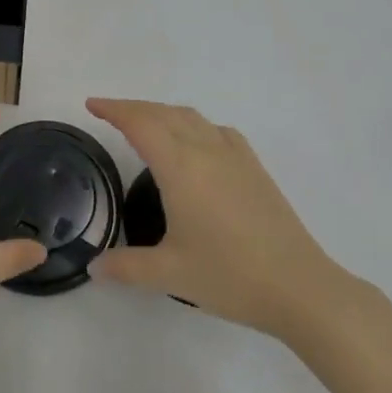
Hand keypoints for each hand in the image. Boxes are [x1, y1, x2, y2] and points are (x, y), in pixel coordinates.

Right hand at [87, 98, 340, 338]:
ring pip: (192, 118)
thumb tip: (94, 267)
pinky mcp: (255, 169)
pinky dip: (194, 125)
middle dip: (134, 108)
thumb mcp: (169, 275)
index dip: (114, 110)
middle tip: (109, 114)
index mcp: (181, 168)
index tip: (92, 105)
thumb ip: (126, 267)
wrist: (300, 287)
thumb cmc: (230, 276)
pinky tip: (196, 144)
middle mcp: (207, 151)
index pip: (141, 124)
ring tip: (146, 125)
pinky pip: (217, 130)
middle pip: (164, 113)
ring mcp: (235, 157)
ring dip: (163, 113)